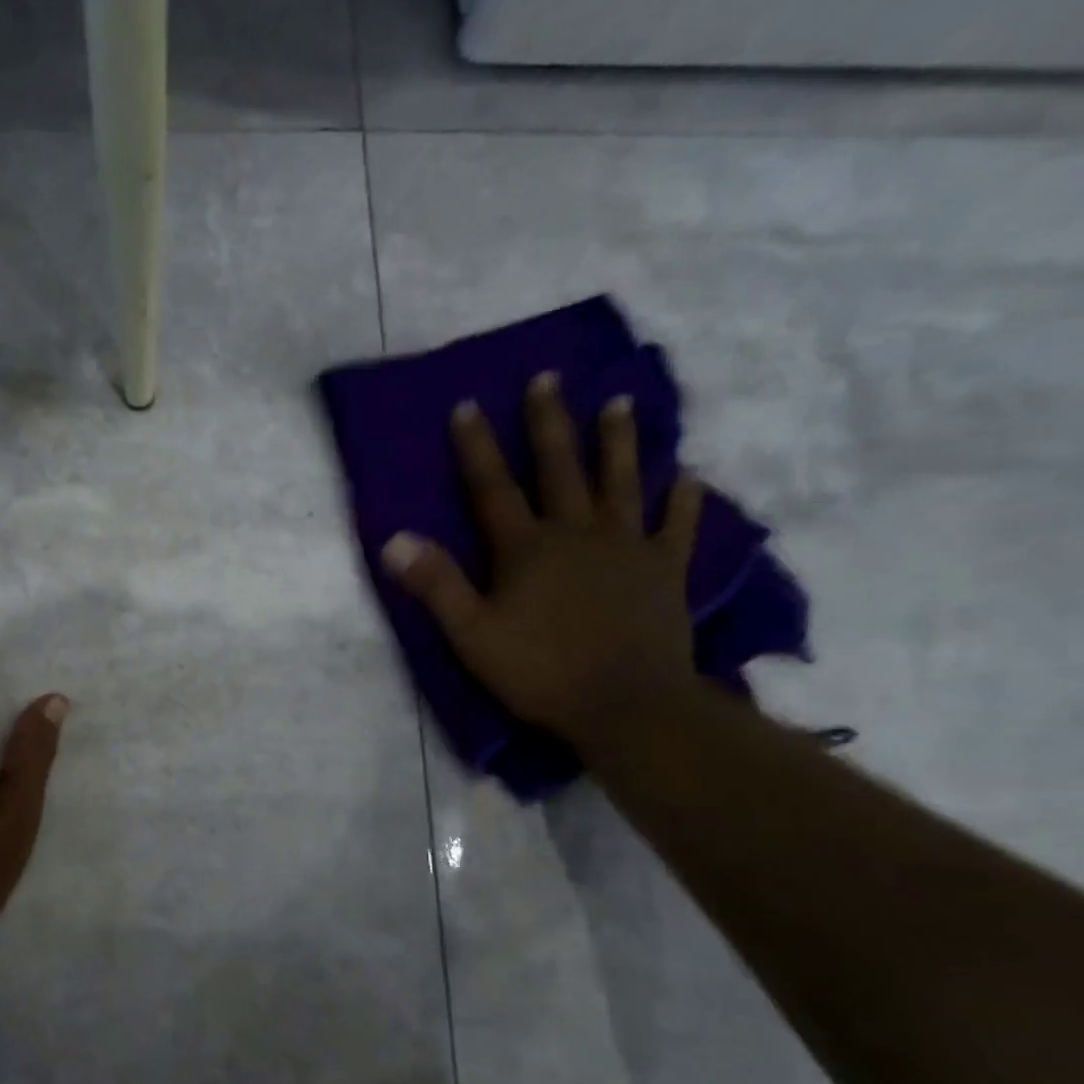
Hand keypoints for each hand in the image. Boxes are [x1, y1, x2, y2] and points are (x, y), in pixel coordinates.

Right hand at [382, 373, 704, 749]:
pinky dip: (685, 498)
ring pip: (622, 482)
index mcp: (526, 549)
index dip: (477, 447)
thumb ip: (436, 585)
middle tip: (547, 378)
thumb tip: (393, 539)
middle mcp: (577, 533)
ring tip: (618, 402)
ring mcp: (628, 548)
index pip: (493, 488)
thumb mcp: (471, 635)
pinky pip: (679, 525)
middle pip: (560, 469)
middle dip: (549, 423)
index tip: (467, 405)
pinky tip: (690, 474)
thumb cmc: (540, 672)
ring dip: (617, 441)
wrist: (627, 705)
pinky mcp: (667, 570)